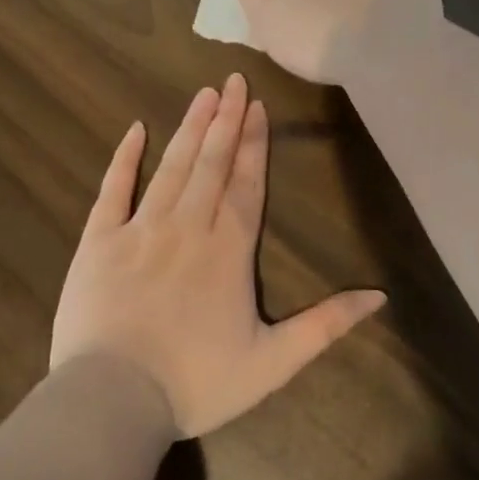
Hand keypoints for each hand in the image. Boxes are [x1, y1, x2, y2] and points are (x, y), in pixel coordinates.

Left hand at [50, 73, 385, 437]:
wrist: (113, 399)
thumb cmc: (196, 382)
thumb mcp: (273, 362)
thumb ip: (325, 325)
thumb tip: (379, 297)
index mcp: (228, 251)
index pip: (247, 184)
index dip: (255, 144)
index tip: (258, 106)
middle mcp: (188, 227)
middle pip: (212, 163)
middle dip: (226, 119)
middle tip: (233, 80)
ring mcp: (140, 229)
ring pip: (171, 167)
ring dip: (190, 128)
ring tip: (203, 94)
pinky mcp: (99, 241)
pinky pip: (113, 190)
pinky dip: (125, 158)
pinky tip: (135, 129)